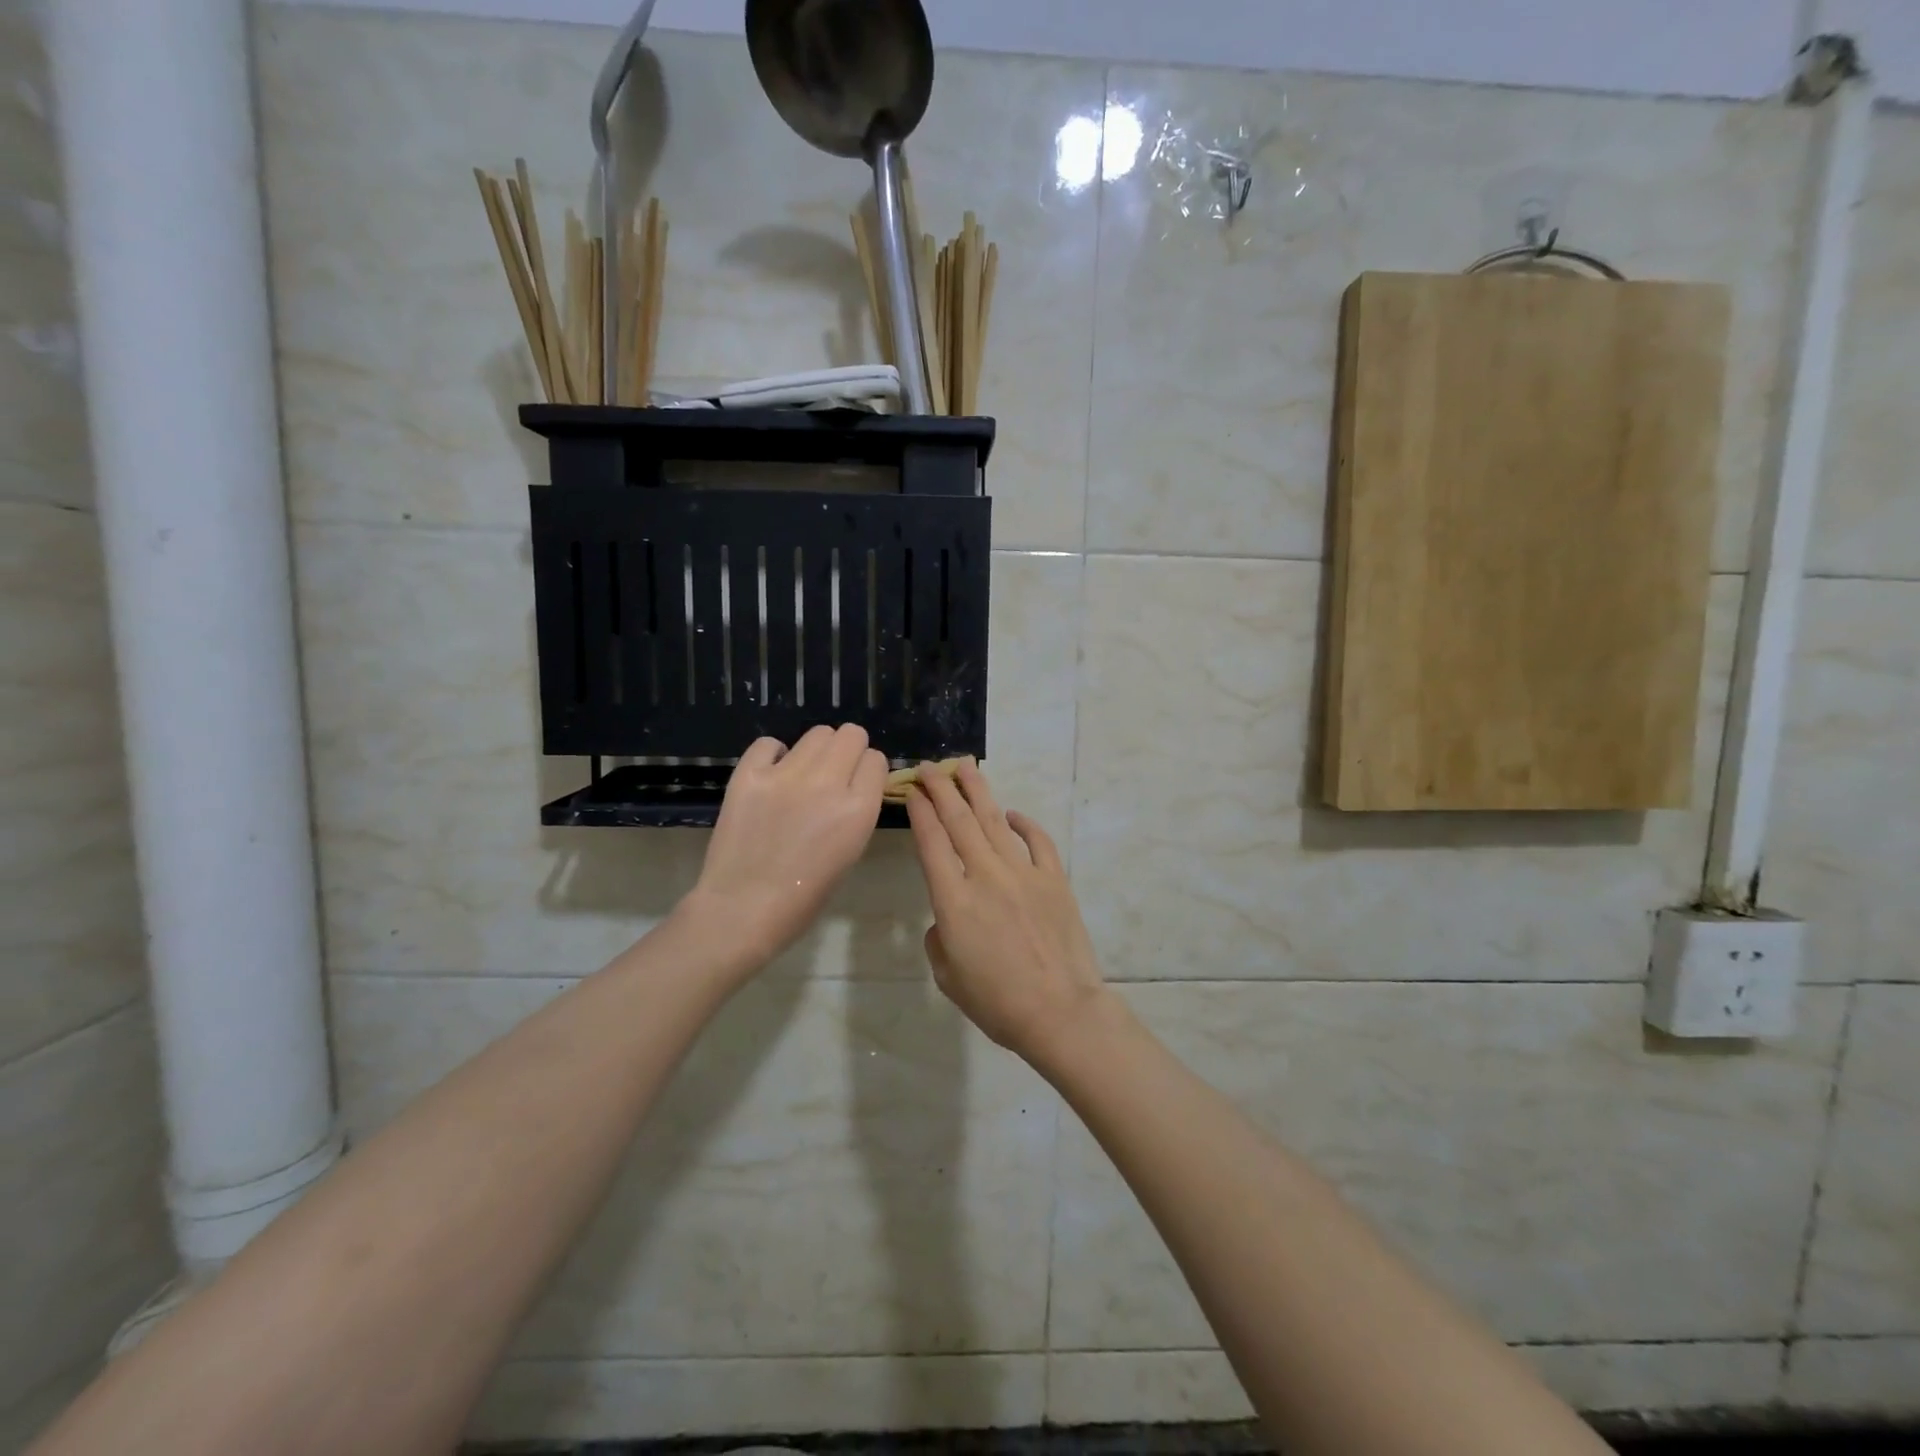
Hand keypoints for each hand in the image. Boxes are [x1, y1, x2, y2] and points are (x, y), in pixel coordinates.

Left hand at [683, 725, 886, 972]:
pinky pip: (770, 743)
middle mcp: (827, 783)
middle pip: (851, 735)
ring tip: (803, 776)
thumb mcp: (850, 853)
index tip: (859, 784)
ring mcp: (785, 775)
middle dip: (849, 750)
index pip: (877, 760)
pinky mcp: (749, 774)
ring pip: (817, 733)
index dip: (868, 771)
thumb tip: (854, 785)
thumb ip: (857, 812)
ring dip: (817, 751)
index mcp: (858, 809)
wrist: (742, 910)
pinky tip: (772, 775)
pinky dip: (775, 755)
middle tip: (834, 773)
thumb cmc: (803, 897)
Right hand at [905, 761, 1112, 1066]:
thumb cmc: (996, 1002)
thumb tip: (947, 919)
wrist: (1059, 1011)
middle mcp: (985, 875)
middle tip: (931, 768)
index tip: (913, 791)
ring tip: (965, 768)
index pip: (931, 842)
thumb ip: (938, 939)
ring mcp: (1023, 873)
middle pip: (959, 821)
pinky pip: (1038, 841)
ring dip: (977, 792)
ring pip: (995, 821)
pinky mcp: (1054, 880)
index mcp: (953, 900)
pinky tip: (1012, 813)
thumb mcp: (948, 976)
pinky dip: (1025, 824)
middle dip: (942, 790)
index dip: (920, 812)